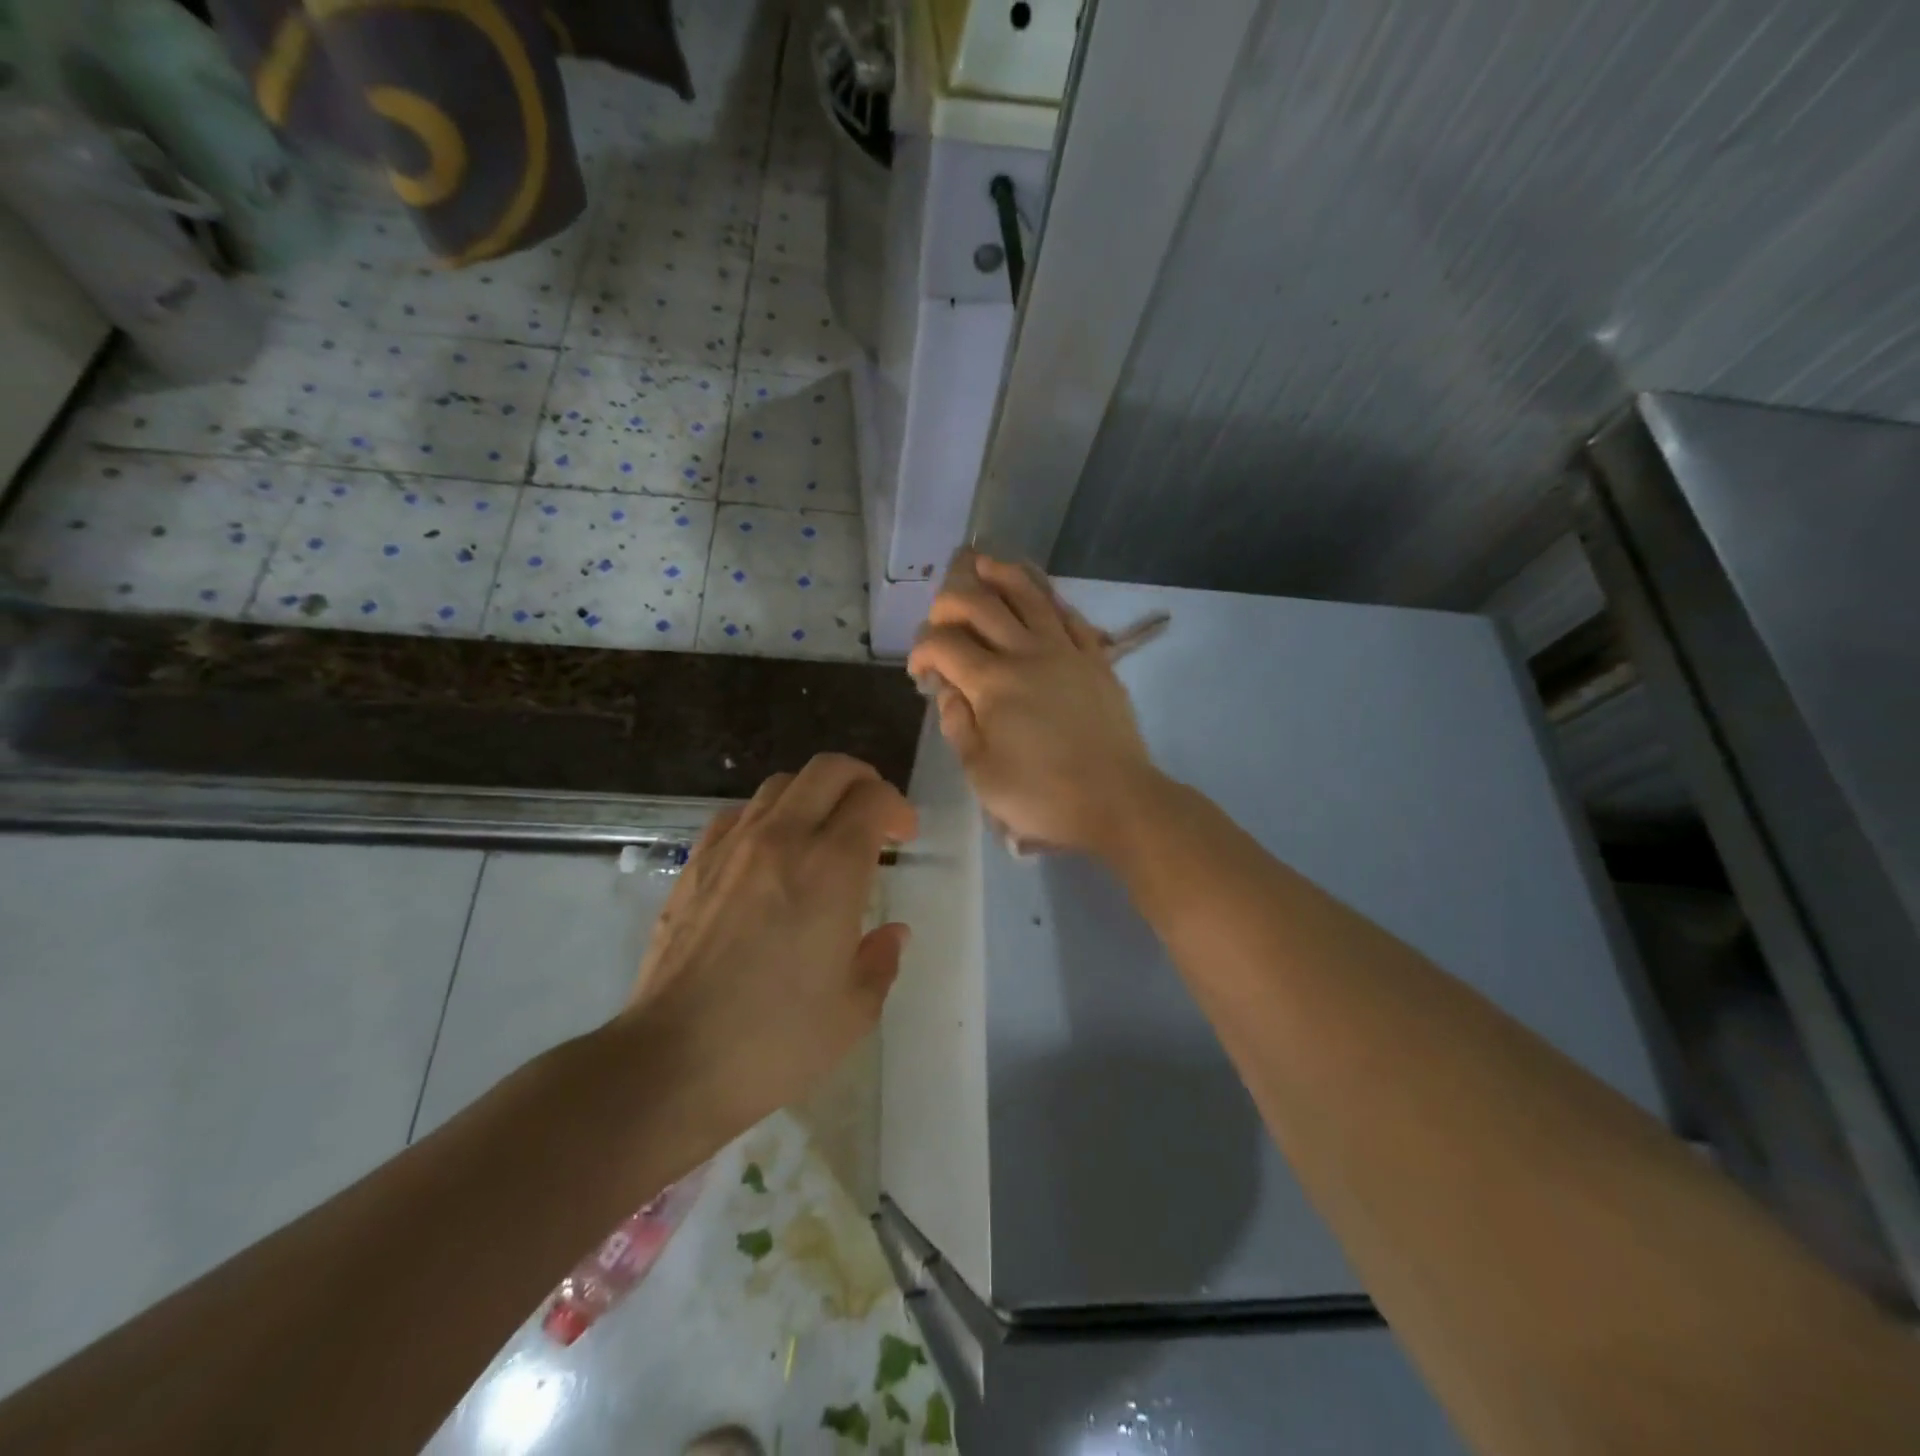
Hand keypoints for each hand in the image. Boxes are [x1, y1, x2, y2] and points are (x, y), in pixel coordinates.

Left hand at [621, 754, 916, 1139]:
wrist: (673, 1062)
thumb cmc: (775, 1040)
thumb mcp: (853, 1011)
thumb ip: (881, 961)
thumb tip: (892, 933)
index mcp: (830, 868)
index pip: (872, 798)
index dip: (897, 808)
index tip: (904, 837)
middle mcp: (782, 839)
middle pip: (828, 769)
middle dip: (862, 780)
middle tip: (874, 817)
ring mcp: (732, 847)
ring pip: (781, 784)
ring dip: (814, 795)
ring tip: (823, 833)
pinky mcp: (695, 865)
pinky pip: (737, 814)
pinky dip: (766, 817)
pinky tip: (769, 853)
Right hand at [906, 552, 1160, 854]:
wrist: (1117, 800)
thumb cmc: (1043, 795)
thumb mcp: (981, 773)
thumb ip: (957, 725)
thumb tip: (947, 690)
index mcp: (993, 683)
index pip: (943, 644)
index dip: (921, 650)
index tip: (919, 672)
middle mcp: (1027, 653)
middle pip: (981, 605)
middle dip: (950, 601)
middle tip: (940, 615)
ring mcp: (1066, 651)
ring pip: (1030, 596)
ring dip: (1001, 575)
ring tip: (982, 563)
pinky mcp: (1096, 659)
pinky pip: (1069, 615)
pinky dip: (1048, 597)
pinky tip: (1038, 594)